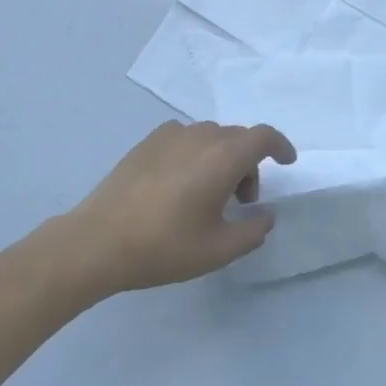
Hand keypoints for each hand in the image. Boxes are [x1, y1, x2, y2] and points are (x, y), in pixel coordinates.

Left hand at [67, 121, 296, 294]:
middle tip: (242, 201)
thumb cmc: (164, 246)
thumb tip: (265, 216)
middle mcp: (199, 136)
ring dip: (221, 158)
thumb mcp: (218, 249)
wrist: (98, 241)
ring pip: (210, 137)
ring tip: (209, 196)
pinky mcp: (145, 143)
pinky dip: (195, 154)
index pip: (263, 137)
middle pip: (237, 138)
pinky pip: (184, 139)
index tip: (287, 163)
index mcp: (223, 157)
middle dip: (248, 164)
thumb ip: (253, 231)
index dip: (280, 146)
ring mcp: (168, 136)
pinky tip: (180, 184)